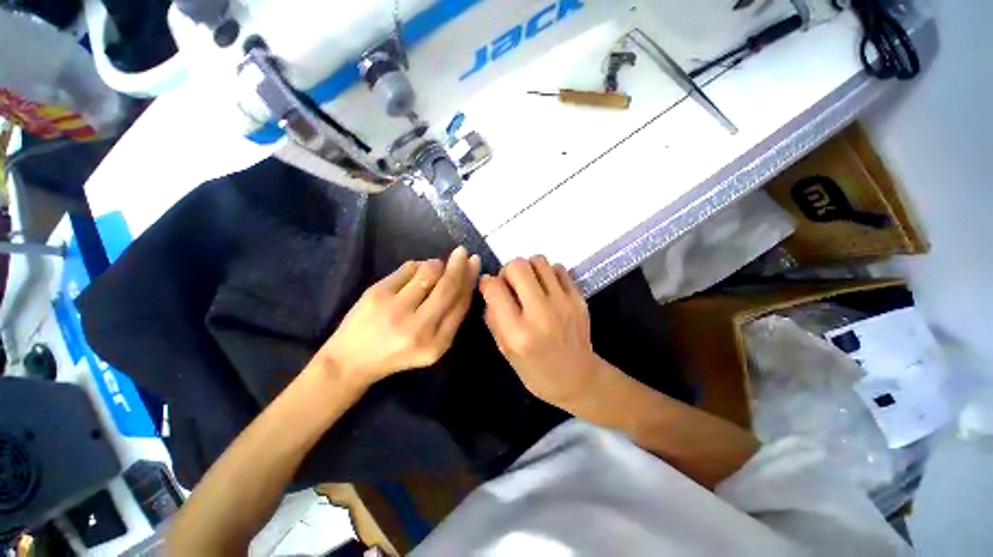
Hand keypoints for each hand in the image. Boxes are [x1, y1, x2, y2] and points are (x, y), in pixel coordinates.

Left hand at [317, 247, 480, 386]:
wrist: (351, 361)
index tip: (474, 264)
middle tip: (462, 252)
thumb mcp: (432, 346)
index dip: (469, 280)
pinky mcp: (377, 293)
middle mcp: (419, 327)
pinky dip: (417, 265)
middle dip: (458, 265)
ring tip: (436, 267)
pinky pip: (408, 268)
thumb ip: (450, 317)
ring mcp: (396, 309)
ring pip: (429, 272)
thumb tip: (463, 278)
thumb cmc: (398, 354)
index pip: (460, 304)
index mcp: (437, 343)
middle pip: (447, 286)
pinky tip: (416, 272)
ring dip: (437, 264)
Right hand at [479, 256, 601, 407]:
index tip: (489, 288)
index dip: (487, 283)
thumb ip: (494, 317)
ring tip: (529, 284)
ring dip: (528, 268)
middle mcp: (541, 313)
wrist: (578, 378)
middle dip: (507, 270)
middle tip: (510, 284)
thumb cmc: (536, 370)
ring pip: (539, 260)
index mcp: (517, 333)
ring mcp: (563, 303)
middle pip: (517, 266)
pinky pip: (558, 268)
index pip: (494, 288)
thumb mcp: (505, 351)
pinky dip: (547, 273)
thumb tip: (490, 287)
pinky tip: (546, 288)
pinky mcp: (579, 298)